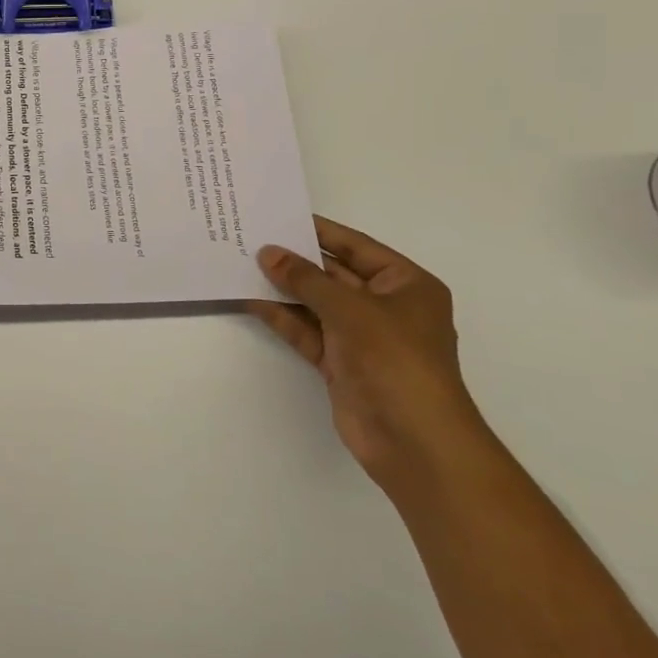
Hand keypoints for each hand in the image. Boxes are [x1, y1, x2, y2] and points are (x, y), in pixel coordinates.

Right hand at [249, 217, 485, 490]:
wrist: (415, 442)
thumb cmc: (395, 359)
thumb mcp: (350, 308)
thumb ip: (305, 279)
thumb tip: (268, 253)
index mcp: (406, 285)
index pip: (356, 247)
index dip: (320, 231)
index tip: (281, 215)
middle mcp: (386, 307)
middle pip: (334, 274)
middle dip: (296, 260)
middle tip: (253, 238)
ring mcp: (362, 337)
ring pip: (317, 303)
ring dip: (285, 288)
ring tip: (243, 264)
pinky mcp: (341, 363)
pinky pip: (308, 331)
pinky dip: (283, 317)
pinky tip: (252, 300)